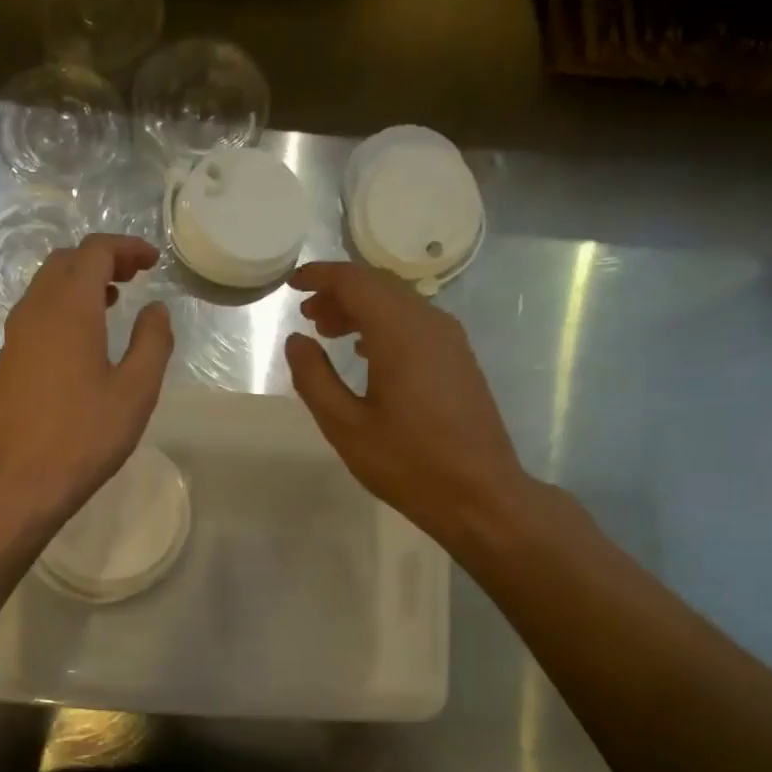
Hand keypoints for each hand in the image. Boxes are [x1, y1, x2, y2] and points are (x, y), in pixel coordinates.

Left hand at [0, 233, 172, 526]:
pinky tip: (84, 339)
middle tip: (135, 277)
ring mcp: (16, 335)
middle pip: (66, 262)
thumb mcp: (136, 391)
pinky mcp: (9, 360)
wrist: (18, 480)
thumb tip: (156, 309)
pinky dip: (64, 307)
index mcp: (69, 307)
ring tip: (114, 302)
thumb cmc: (84, 435)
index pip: (94, 252)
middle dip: (102, 259)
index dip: (126, 248)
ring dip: (80, 283)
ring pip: (47, 286)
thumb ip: (152, 342)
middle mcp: (36, 310)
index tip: (153, 261)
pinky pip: (37, 313)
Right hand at [284, 262, 539, 545]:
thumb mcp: (345, 426)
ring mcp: (450, 341)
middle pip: (379, 286)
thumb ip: (314, 378)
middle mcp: (429, 324)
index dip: (320, 277)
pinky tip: (366, 355)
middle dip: (339, 293)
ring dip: (361, 310)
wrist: (479, 494)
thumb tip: (297, 341)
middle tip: (307, 314)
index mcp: (400, 333)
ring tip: (328, 333)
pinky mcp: (459, 359)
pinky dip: (384, 326)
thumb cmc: (407, 463)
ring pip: (399, 304)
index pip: (355, 281)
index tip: (292, 284)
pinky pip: (416, 324)